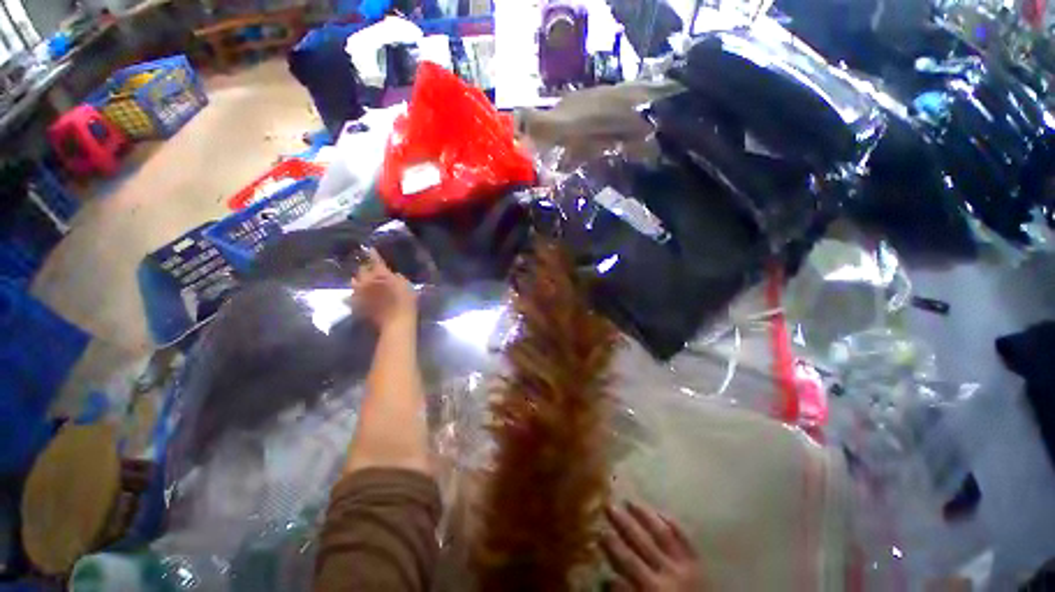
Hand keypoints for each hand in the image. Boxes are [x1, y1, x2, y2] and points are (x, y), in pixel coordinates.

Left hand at [351, 249, 416, 329]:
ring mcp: (359, 293)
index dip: (373, 254)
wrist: (396, 322)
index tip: (370, 249)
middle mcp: (366, 280)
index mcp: (380, 274)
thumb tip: (392, 275)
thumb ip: (398, 278)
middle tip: (371, 270)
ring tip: (362, 282)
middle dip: (366, 268)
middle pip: (361, 270)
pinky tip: (359, 296)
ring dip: (359, 281)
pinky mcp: (356, 304)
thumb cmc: (406, 302)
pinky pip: (352, 296)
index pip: (375, 259)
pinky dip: (356, 294)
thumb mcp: (408, 286)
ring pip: (354, 282)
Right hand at [601, 501, 701, 591]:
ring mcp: (684, 564)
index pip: (626, 562)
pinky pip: (684, 537)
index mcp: (651, 589)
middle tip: (608, 504)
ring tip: (629, 500)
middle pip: (639, 543)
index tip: (598, 529)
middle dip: (622, 523)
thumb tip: (607, 578)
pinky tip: (659, 511)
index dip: (611, 545)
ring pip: (660, 534)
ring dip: (644, 516)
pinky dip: (671, 523)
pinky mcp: (697, 561)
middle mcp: (666, 573)